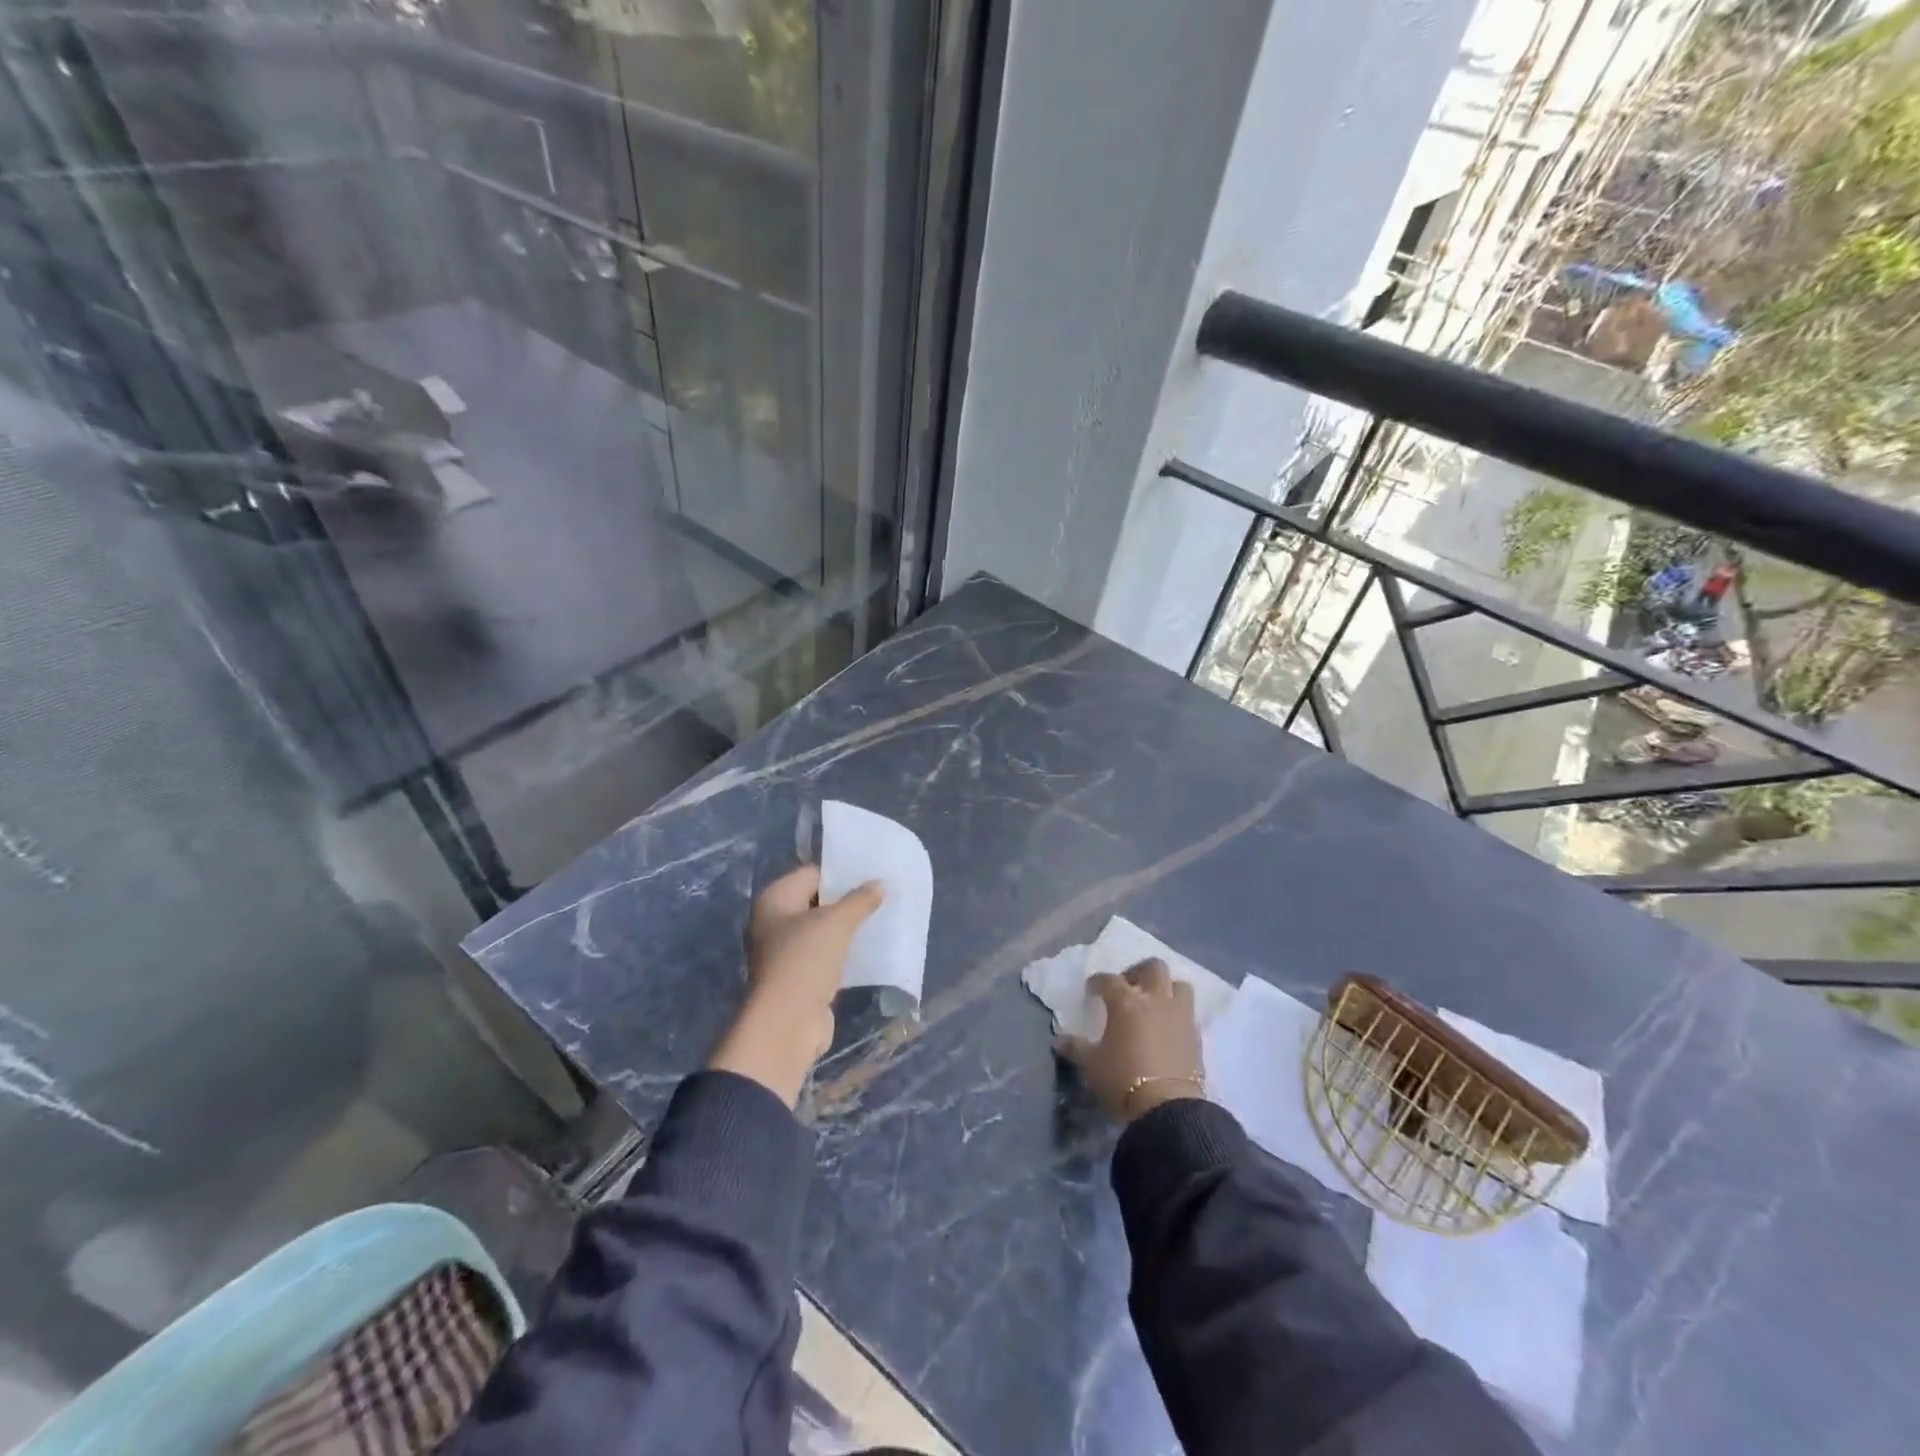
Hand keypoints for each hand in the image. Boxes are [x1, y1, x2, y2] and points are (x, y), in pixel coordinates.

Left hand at [709, 864, 883, 1106]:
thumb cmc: (805, 960)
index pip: (811, 873)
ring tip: (880, 918)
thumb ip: (860, 900)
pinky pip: (825, 954)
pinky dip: (844, 951)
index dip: (840, 872)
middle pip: (816, 901)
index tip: (870, 872)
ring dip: (847, 927)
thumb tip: (880, 884)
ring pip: (821, 930)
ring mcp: (784, 952)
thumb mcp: (837, 923)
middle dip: (846, 900)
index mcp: (774, 899)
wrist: (787, 1023)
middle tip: (880, 894)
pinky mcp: (798, 977)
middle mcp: (773, 922)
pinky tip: (869, 948)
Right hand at [1055, 959, 1204, 1121]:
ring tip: (1154, 1002)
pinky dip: (1177, 1012)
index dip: (1098, 982)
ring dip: (1166, 988)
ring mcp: (1179, 1015)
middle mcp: (1155, 1000)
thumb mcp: (1092, 1065)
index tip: (1092, 990)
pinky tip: (1167, 1027)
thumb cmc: (1122, 1080)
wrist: (1168, 1108)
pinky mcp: (1195, 1035)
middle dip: (1138, 972)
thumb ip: (1076, 1048)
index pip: (1109, 980)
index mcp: (1126, 1002)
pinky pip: (1188, 1011)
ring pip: (1178, 985)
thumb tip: (1059, 1040)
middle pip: (1152, 968)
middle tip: (1128, 986)